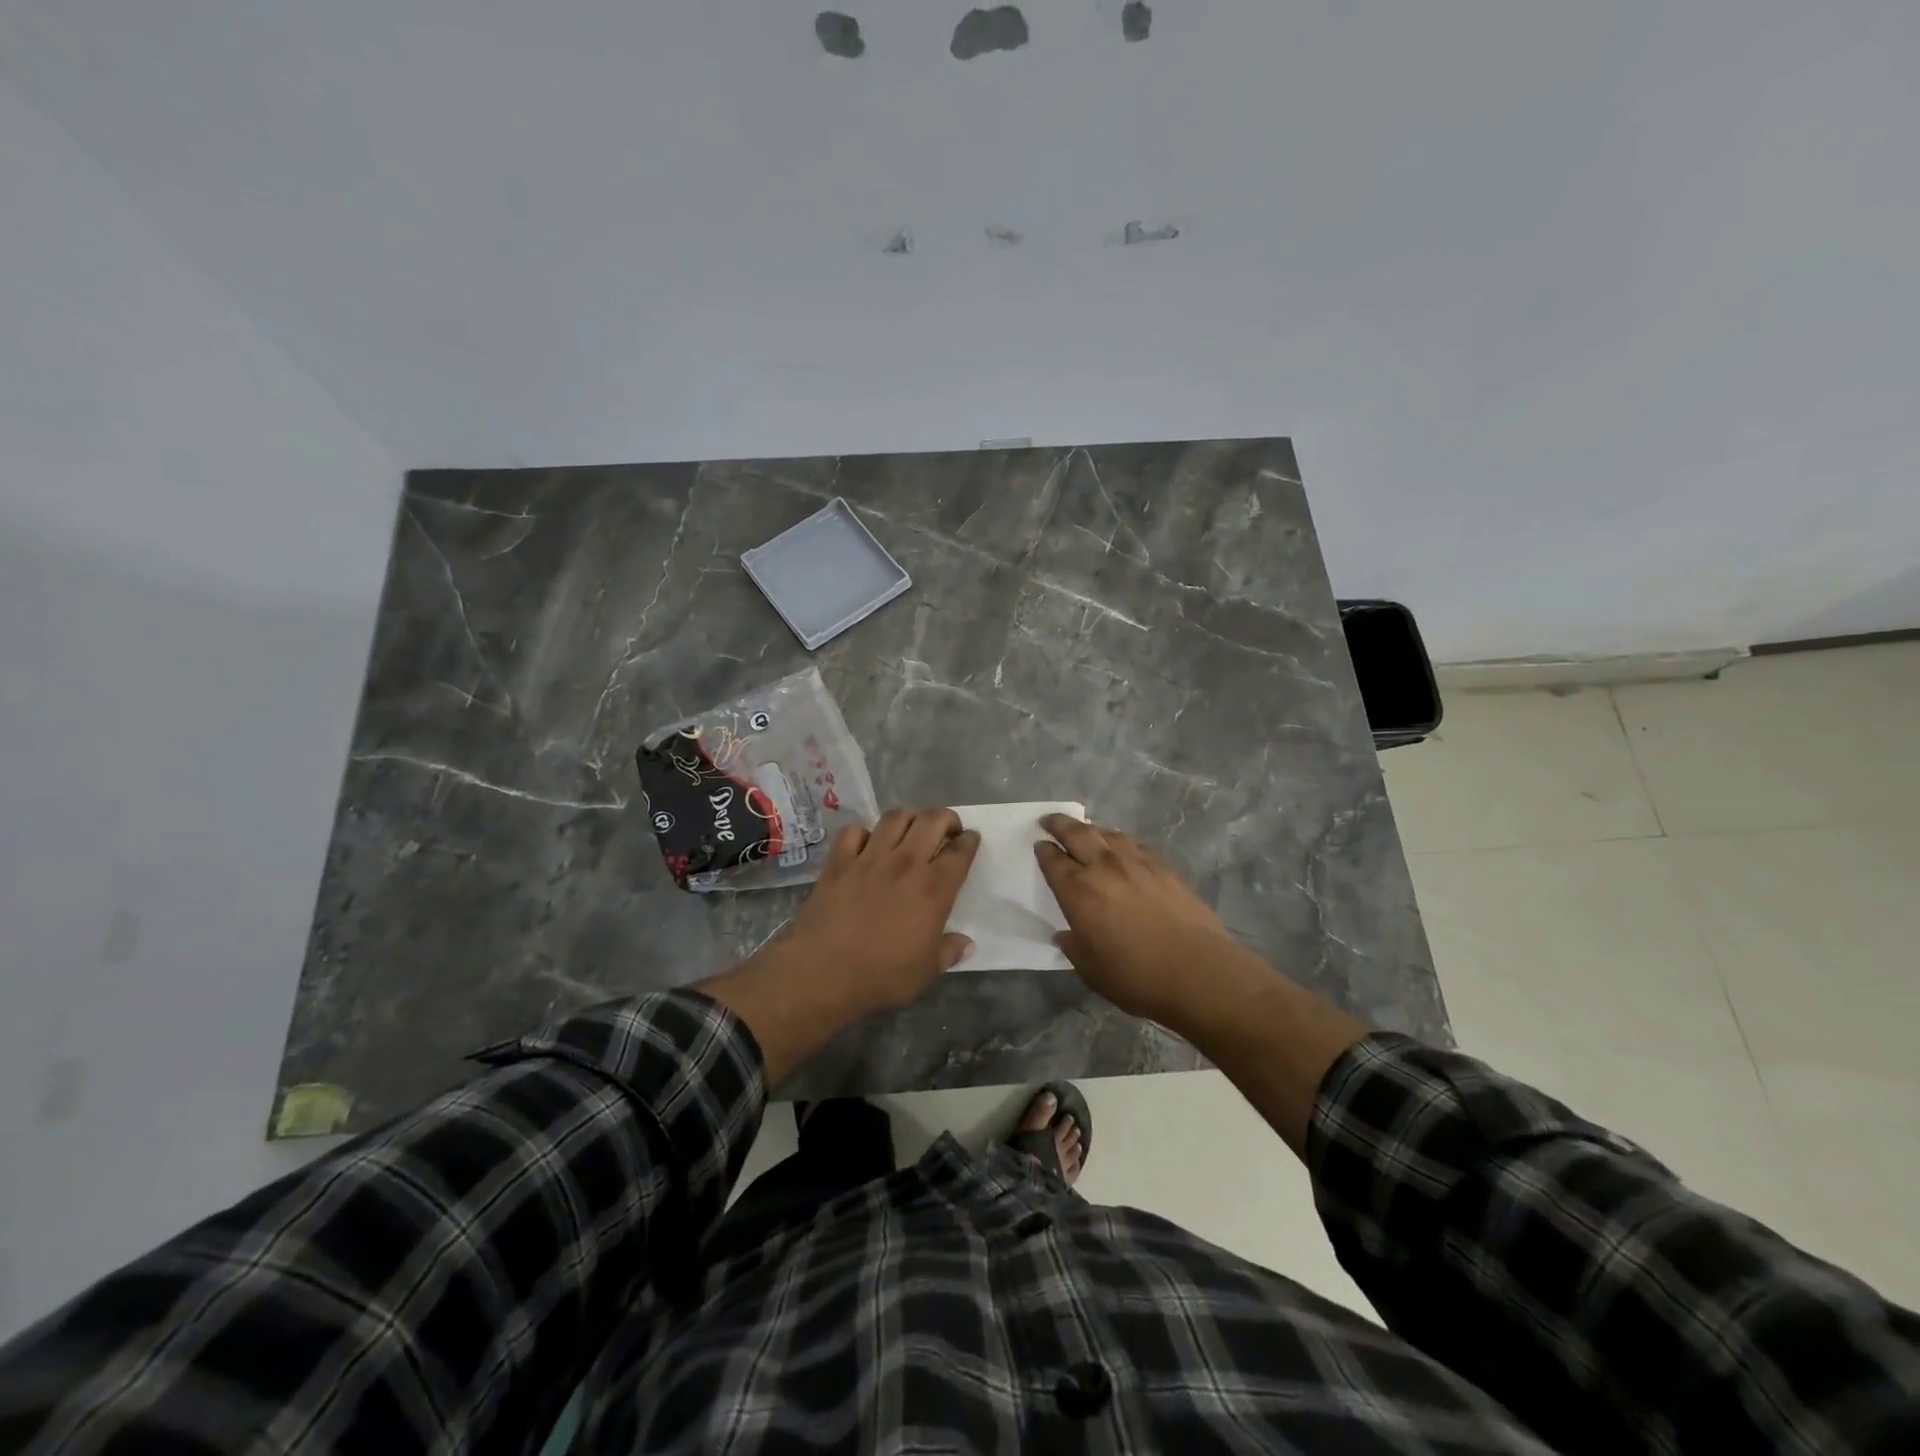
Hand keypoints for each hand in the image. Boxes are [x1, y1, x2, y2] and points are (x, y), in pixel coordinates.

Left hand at [778, 807, 980, 1012]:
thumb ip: (949, 952)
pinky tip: (866, 845)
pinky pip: (853, 831)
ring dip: (909, 818)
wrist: (823, 973)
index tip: (970, 840)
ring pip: (895, 817)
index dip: (969, 841)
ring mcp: (869, 858)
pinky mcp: (838, 862)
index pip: (960, 852)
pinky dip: (863, 833)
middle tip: (947, 830)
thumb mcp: (926, 971)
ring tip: (911, 829)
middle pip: (932, 820)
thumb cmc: (882, 976)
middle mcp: (905, 863)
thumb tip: (966, 943)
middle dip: (946, 818)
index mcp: (934, 888)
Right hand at [1035, 814, 1247, 1023]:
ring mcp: (1137, 863)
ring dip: (1092, 830)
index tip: (1039, 845)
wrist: (1197, 971)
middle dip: (1059, 824)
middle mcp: (1104, 867)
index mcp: (1078, 891)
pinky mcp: (1164, 867)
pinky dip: (1121, 843)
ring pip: (1108, 834)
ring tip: (1087, 833)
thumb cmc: (1135, 977)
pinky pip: (1135, 845)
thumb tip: (1065, 935)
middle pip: (1077, 833)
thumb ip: (1073, 947)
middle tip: (1050, 821)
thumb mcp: (1091, 970)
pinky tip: (1124, 851)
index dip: (1043, 851)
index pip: (1053, 860)